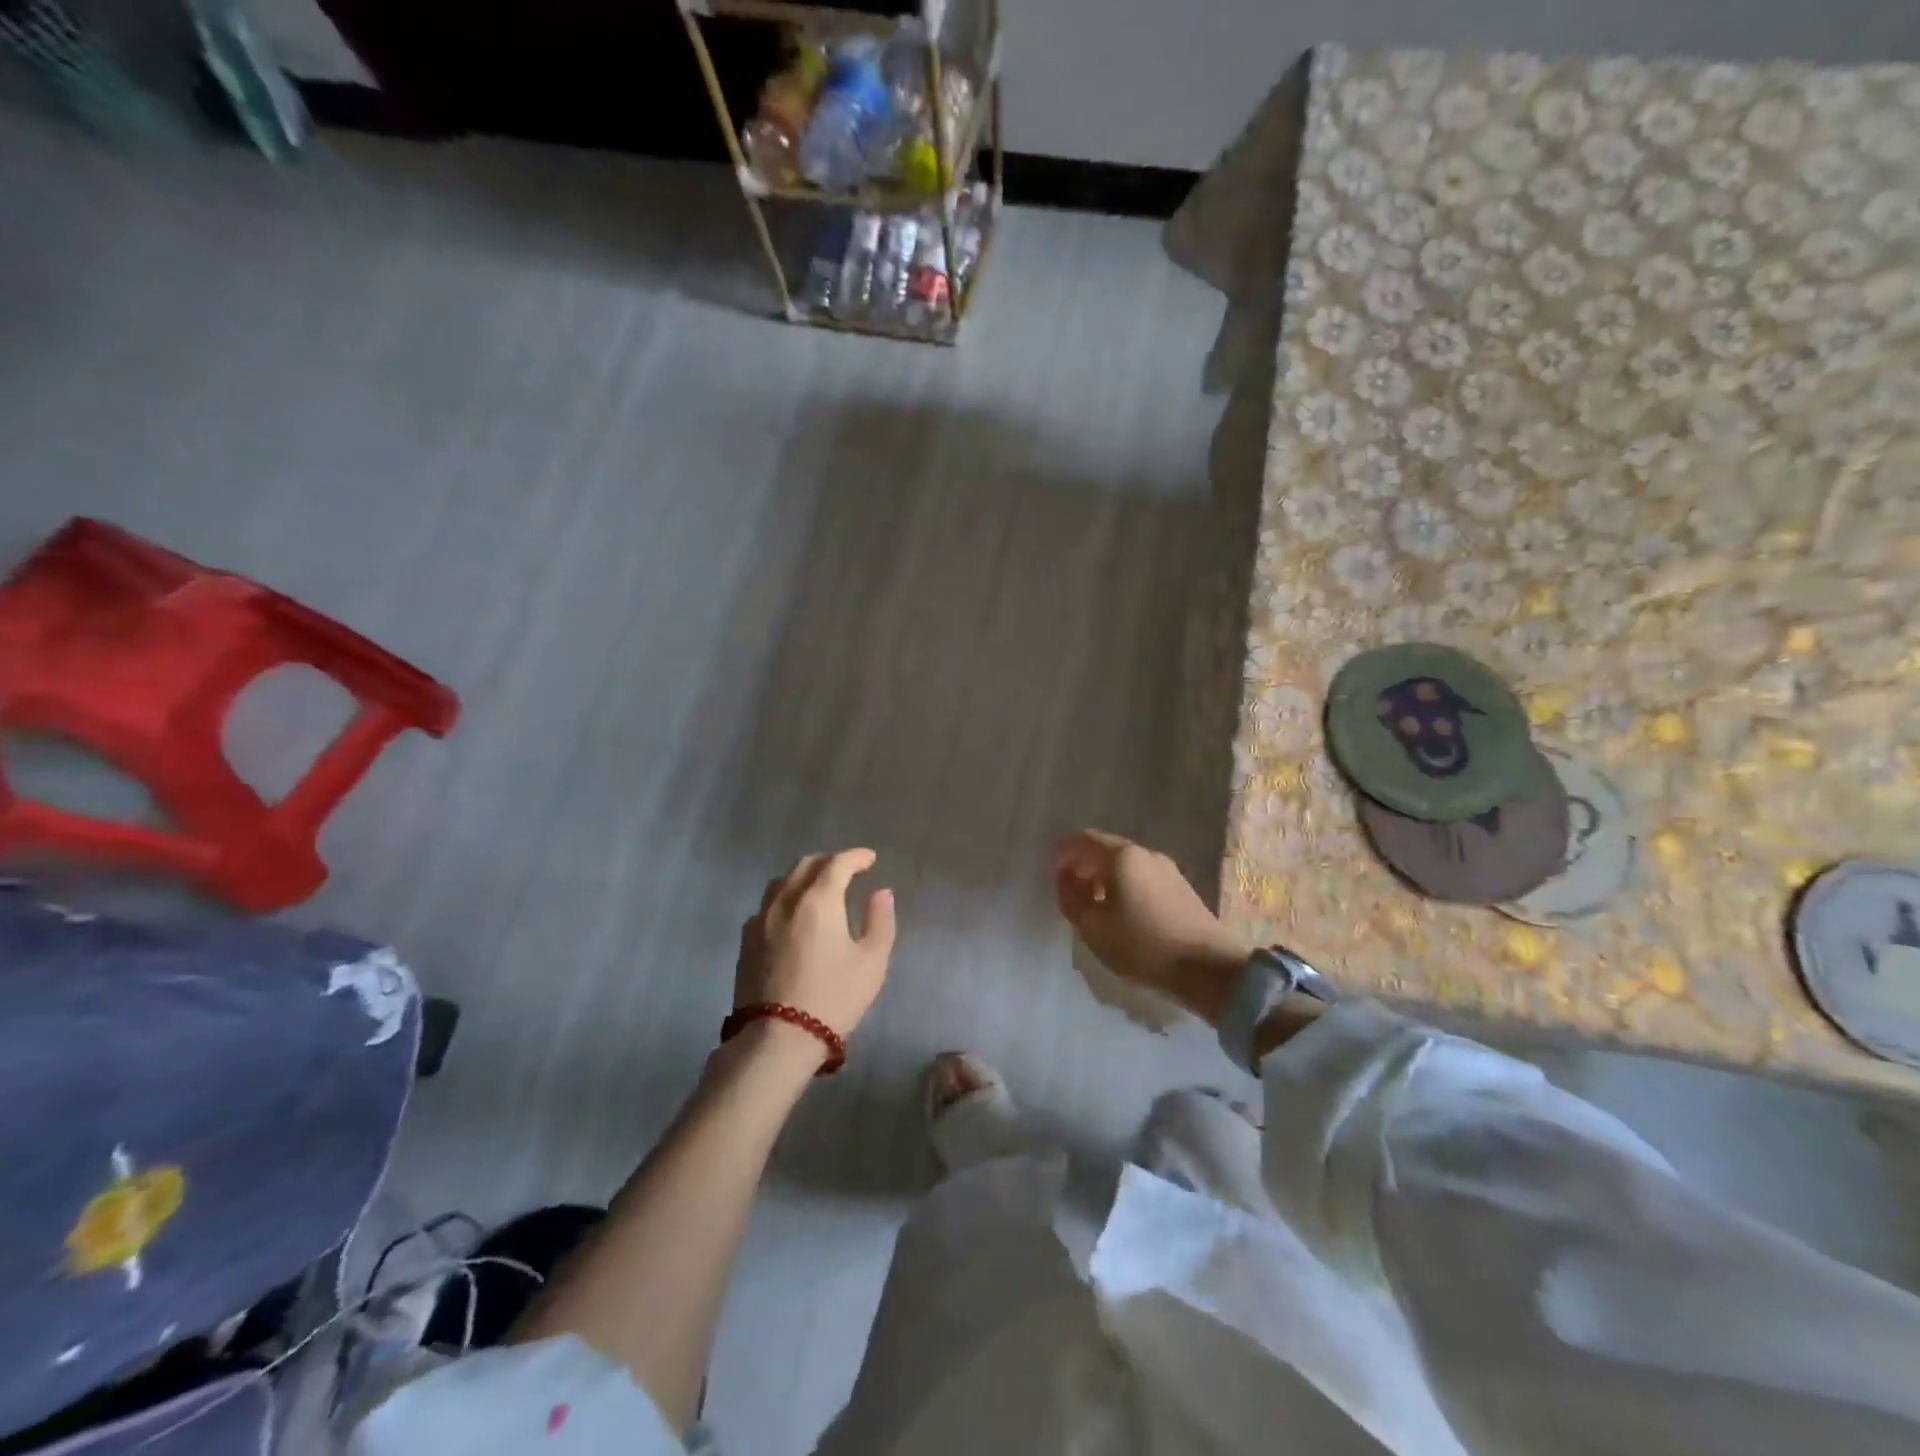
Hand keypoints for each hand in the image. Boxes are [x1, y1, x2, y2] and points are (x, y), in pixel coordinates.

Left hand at [736, 849, 896, 1045]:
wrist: (776, 1039)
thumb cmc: (832, 998)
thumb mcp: (871, 963)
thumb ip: (880, 921)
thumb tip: (881, 893)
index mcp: (818, 900)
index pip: (838, 863)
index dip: (856, 857)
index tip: (870, 859)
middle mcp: (785, 900)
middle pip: (805, 865)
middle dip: (829, 862)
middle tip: (848, 871)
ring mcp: (760, 920)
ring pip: (781, 882)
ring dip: (804, 877)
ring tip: (819, 889)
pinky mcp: (746, 941)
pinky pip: (767, 905)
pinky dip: (785, 898)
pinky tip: (793, 916)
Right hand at [1054, 831, 1246, 1020]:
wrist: (1208, 968)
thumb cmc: (1142, 945)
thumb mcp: (1093, 927)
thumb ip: (1071, 898)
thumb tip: (1066, 878)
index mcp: (1123, 857)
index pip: (1086, 839)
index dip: (1065, 850)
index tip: (1053, 867)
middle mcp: (1146, 854)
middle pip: (1107, 849)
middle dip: (1085, 863)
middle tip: (1069, 884)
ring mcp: (1168, 870)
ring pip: (1127, 864)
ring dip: (1105, 875)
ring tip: (1093, 900)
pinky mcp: (1181, 888)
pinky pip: (1143, 876)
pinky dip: (1124, 884)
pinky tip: (1120, 909)